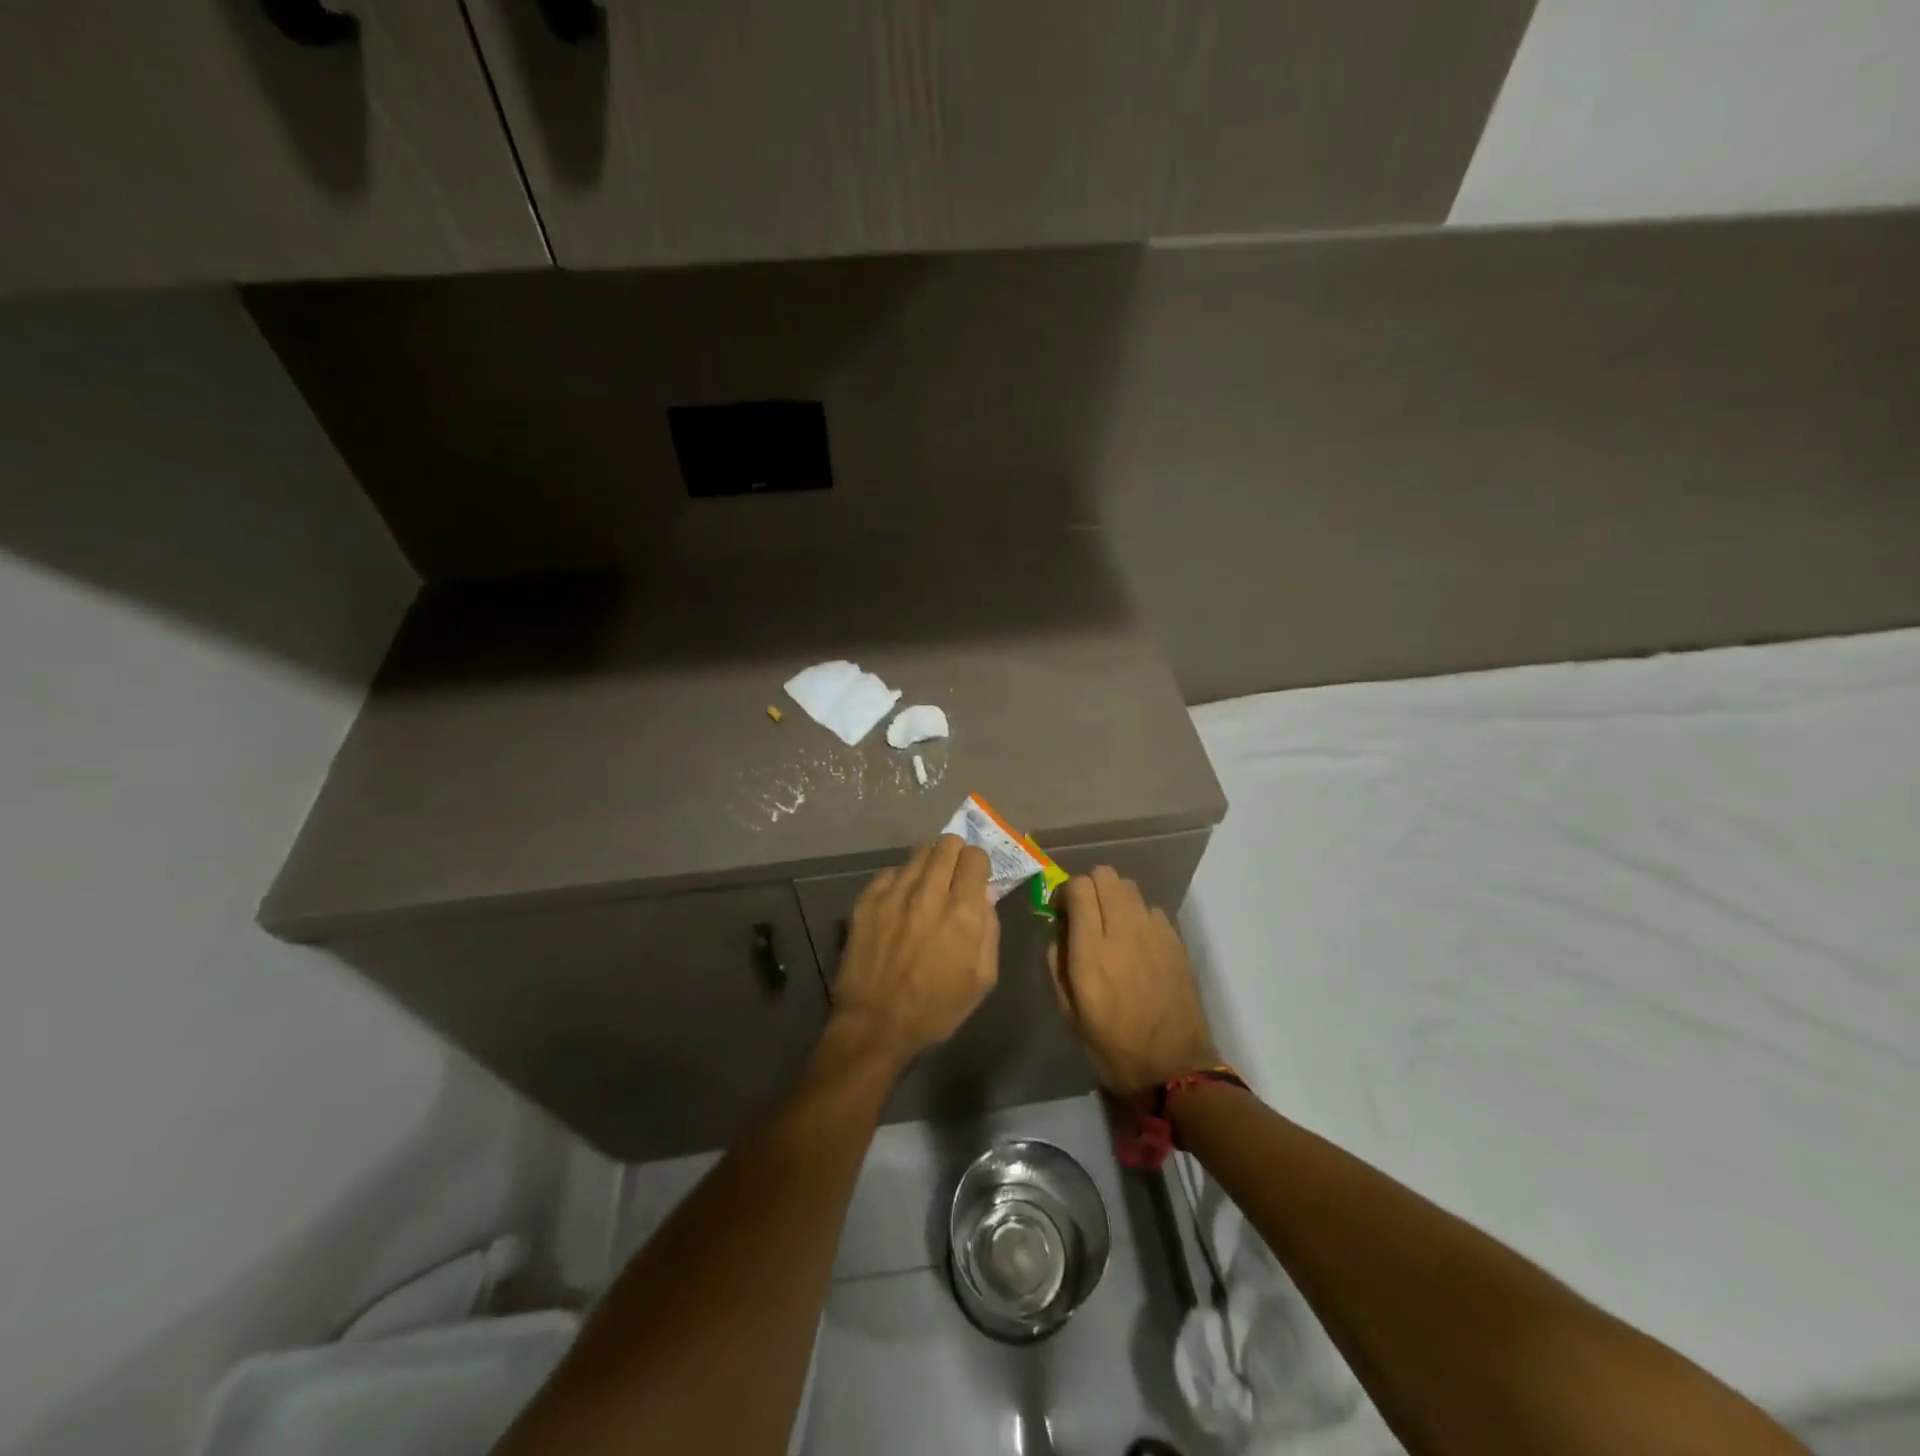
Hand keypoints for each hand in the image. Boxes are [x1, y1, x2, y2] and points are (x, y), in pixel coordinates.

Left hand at [832, 835, 998, 1065]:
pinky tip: (899, 900)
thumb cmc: (937, 1009)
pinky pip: (889, 873)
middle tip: (953, 872)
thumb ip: (989, 930)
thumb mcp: (983, 978)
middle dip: (955, 853)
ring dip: (928, 863)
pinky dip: (899, 880)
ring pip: (917, 853)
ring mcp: (894, 894)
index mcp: (963, 913)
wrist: (876, 1025)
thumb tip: (984, 896)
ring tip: (927, 882)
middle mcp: (929, 894)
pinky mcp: (866, 901)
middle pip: (946, 845)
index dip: (978, 863)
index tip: (975, 875)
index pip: (975, 857)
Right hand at [1049, 867, 1218, 1095]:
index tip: (1061, 913)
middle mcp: (1124, 932)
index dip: (1065, 893)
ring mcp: (1155, 933)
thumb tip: (1059, 929)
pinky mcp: (1176, 941)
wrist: (1175, 1069)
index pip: (1078, 888)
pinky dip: (1139, 915)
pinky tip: (1138, 944)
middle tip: (1086, 915)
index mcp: (1092, 952)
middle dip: (1090, 887)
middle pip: (1106, 875)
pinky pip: (1151, 908)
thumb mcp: (1068, 1013)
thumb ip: (1056, 963)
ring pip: (1130, 886)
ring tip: (1113, 927)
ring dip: (1115, 898)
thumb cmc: (1113, 1047)